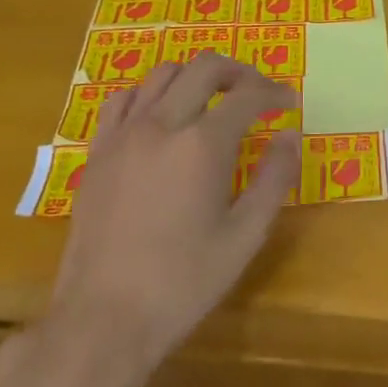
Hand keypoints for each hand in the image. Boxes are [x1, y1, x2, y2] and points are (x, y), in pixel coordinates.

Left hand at [42, 52, 300, 386]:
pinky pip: (124, 100)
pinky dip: (150, 94)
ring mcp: (123, 135)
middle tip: (257, 93)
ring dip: (196, 77)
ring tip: (213, 100)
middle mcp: (162, 125)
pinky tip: (162, 116)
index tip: (289, 104)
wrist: (103, 319)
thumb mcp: (245, 236)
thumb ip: (274, 179)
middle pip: (205, 68)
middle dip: (239, 72)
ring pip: (163, 74)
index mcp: (203, 145)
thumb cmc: (183, 282)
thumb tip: (289, 137)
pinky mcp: (98, 152)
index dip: (275, 93)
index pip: (248, 95)